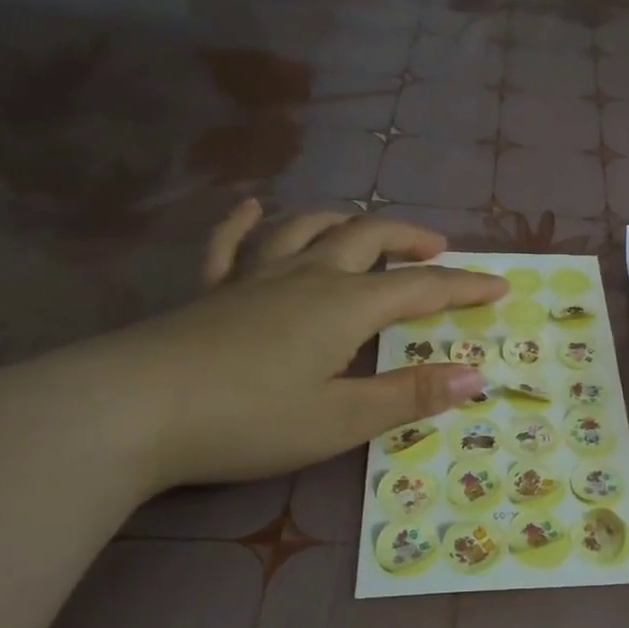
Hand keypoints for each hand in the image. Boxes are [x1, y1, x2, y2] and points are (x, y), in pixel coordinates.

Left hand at [90, 202, 505, 486]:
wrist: (129, 411)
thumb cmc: (248, 419)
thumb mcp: (341, 420)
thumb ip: (410, 395)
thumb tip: (476, 376)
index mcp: (345, 305)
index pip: (420, 288)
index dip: (463, 287)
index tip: (498, 286)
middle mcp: (306, 277)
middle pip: (367, 239)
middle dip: (409, 240)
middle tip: (437, 250)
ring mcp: (252, 279)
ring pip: (307, 230)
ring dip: (345, 223)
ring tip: (365, 229)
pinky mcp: (209, 293)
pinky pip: (230, 245)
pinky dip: (246, 222)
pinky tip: (253, 208)